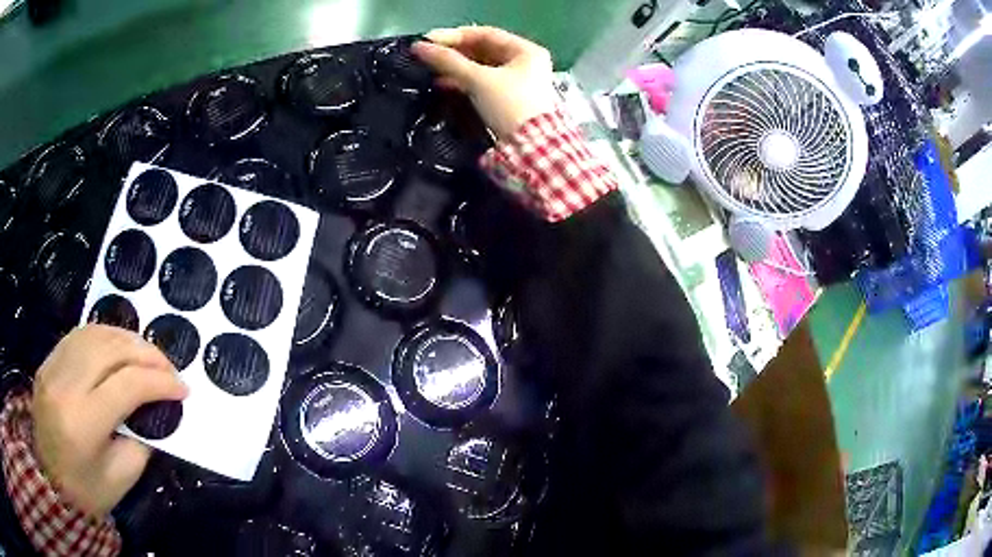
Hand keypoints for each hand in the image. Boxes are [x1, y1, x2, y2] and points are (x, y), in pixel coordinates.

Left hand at [32, 325, 186, 517]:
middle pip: (110, 349)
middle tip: (170, 367)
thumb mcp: (120, 477)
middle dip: (147, 353)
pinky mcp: (47, 362)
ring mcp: (52, 367)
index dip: (160, 382)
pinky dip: (104, 336)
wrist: (51, 482)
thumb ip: (139, 440)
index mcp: (83, 422)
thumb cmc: (87, 491)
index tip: (183, 389)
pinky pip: (78, 336)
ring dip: (127, 339)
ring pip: (94, 333)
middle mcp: (64, 385)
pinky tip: (118, 347)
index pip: (127, 384)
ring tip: (147, 354)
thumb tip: (156, 410)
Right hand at [412, 26, 558, 140]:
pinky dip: (464, 81)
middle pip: (483, 50)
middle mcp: (525, 62)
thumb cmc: (509, 106)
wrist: (530, 150)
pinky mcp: (509, 99)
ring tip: (430, 70)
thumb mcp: (478, 80)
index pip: (485, 34)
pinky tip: (443, 84)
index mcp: (526, 51)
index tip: (428, 40)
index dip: (454, 35)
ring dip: (456, 68)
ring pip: (481, 67)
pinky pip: (483, 83)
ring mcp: (519, 82)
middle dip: (454, 52)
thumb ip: (448, 61)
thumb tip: (419, 47)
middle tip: (427, 55)